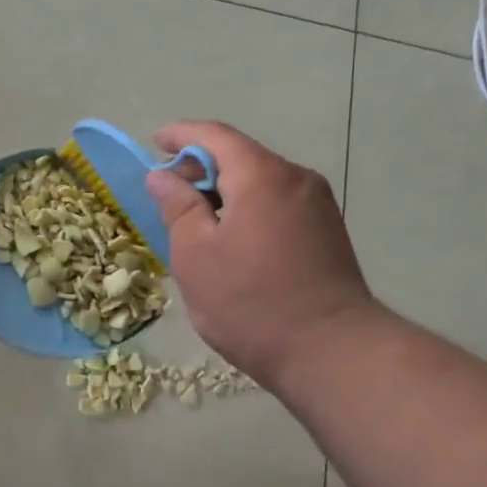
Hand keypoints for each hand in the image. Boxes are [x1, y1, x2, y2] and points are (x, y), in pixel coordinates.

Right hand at [146, 122, 378, 390]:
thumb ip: (177, 206)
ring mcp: (318, 205)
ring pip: (261, 182)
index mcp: (262, 175)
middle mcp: (296, 178)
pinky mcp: (328, 232)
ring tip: (196, 221)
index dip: (181, 135)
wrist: (331, 351)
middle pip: (241, 157)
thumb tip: (163, 175)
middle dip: (202, 167)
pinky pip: (278, 204)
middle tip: (169, 193)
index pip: (215, 136)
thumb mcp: (196, 254)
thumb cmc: (251, 302)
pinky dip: (249, 208)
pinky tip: (232, 239)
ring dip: (225, 191)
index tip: (155, 143)